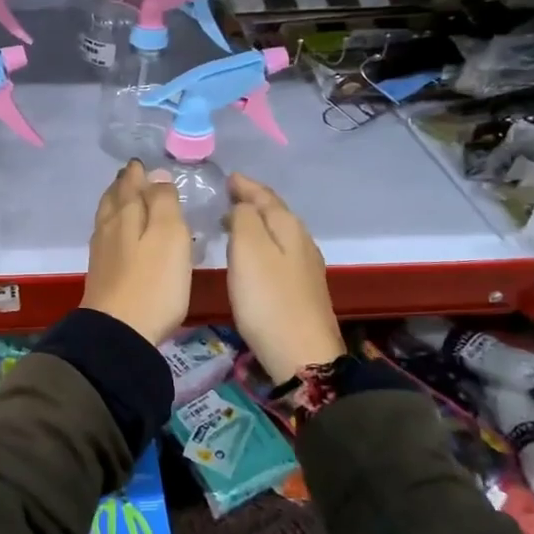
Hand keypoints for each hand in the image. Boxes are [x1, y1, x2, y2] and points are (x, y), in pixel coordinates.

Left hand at [81, 160, 191, 345]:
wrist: (119, 332)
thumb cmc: (153, 282)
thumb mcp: (169, 235)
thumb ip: (163, 202)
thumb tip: (155, 175)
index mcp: (125, 214)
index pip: (129, 183)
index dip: (137, 172)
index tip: (142, 164)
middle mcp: (108, 227)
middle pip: (113, 199)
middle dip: (123, 185)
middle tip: (132, 176)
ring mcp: (101, 252)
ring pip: (107, 217)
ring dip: (116, 204)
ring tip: (126, 199)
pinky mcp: (101, 275)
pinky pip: (107, 238)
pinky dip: (115, 227)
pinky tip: (121, 236)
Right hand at [225, 173, 342, 381]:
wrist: (302, 355)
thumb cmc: (268, 299)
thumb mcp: (248, 250)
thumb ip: (244, 218)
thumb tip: (243, 205)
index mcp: (288, 227)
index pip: (265, 195)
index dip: (245, 185)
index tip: (227, 177)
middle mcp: (301, 241)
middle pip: (275, 212)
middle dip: (252, 201)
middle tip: (228, 196)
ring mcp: (305, 267)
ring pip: (278, 233)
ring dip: (257, 223)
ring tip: (234, 222)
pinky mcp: (302, 289)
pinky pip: (279, 252)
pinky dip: (263, 244)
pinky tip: (253, 255)